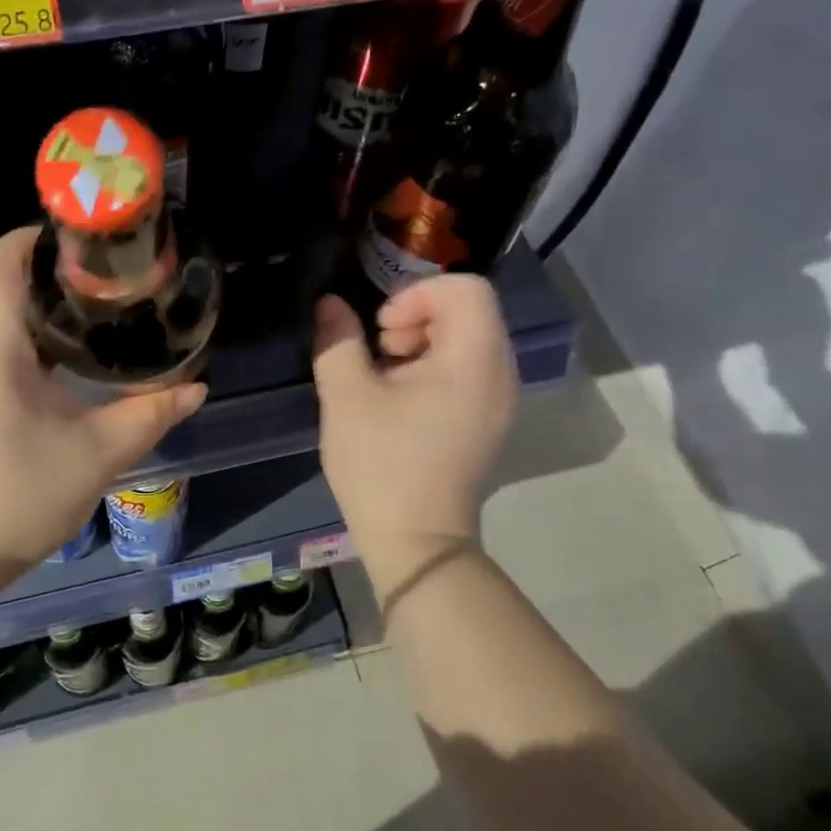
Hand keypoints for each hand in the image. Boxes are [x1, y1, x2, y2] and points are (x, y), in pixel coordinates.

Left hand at [0, 226, 206, 572]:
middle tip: (116, 275)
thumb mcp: (96, 454)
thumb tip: (197, 387)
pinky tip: (76, 358)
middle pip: (6, 280)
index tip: (95, 241)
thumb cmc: (15, 496)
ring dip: (48, 306)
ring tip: (106, 309)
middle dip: (58, 271)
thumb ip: (150, 414)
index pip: (4, 257)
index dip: (43, 236)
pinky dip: (36, 337)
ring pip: (3, 314)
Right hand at [312, 275, 516, 593]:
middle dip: (416, 318)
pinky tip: (401, 401)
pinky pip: (468, 370)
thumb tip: (330, 304)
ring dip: (421, 343)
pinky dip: (434, 368)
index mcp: (474, 361)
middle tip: (380, 354)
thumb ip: (338, 342)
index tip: (381, 329)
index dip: (416, 294)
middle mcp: (500, 374)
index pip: (465, 288)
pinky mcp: (489, 421)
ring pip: (467, 339)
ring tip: (385, 379)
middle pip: (468, 311)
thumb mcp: (346, 398)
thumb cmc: (381, 466)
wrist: (416, 542)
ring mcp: (499, 400)